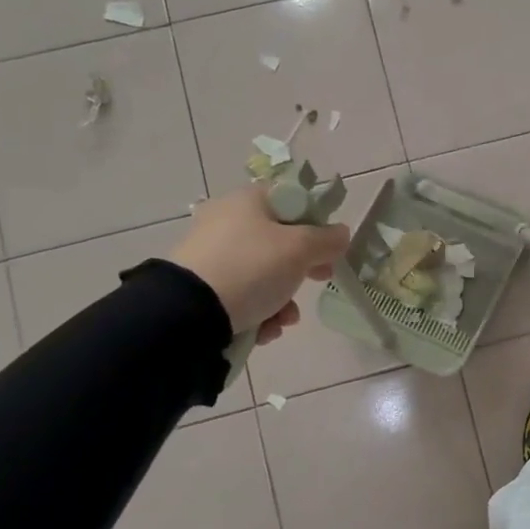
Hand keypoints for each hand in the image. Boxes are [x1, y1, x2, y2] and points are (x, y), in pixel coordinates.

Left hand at [168, 186, 350, 345]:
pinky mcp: (201, 287)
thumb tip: (341, 234)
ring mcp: (210, 255)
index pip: (291, 200)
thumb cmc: (251, 267)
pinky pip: (242, 294)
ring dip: (283, 298)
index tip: (329, 247)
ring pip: (263, 273)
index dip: (316, 222)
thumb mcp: (300, 250)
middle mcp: (225, 221)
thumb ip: (327, 240)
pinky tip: (264, 329)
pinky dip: (258, 311)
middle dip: (302, 268)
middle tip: (319, 280)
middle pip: (279, 241)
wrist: (188, 313)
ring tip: (284, 319)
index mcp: (247, 201)